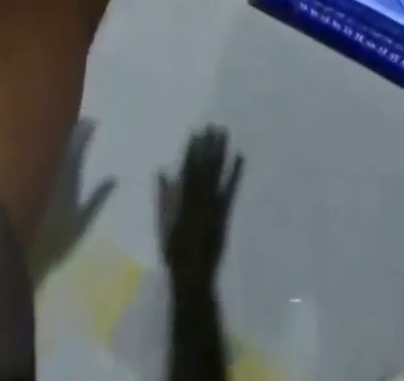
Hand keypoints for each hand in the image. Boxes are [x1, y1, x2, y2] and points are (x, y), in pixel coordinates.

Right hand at [158, 126, 243, 286]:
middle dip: (207, 145)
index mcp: (183, 200)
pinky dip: (235, 172)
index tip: (195, 132)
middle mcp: (199, 199)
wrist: (194, 278)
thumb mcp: (164, 225)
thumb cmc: (175, 253)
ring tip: (223, 133)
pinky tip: (240, 157)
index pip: (188, 169)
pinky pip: (230, 189)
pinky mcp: (224, 213)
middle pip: (204, 167)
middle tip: (211, 125)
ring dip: (220, 152)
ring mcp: (213, 206)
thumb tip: (163, 171)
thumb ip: (164, 197)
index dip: (191, 150)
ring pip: (216, 173)